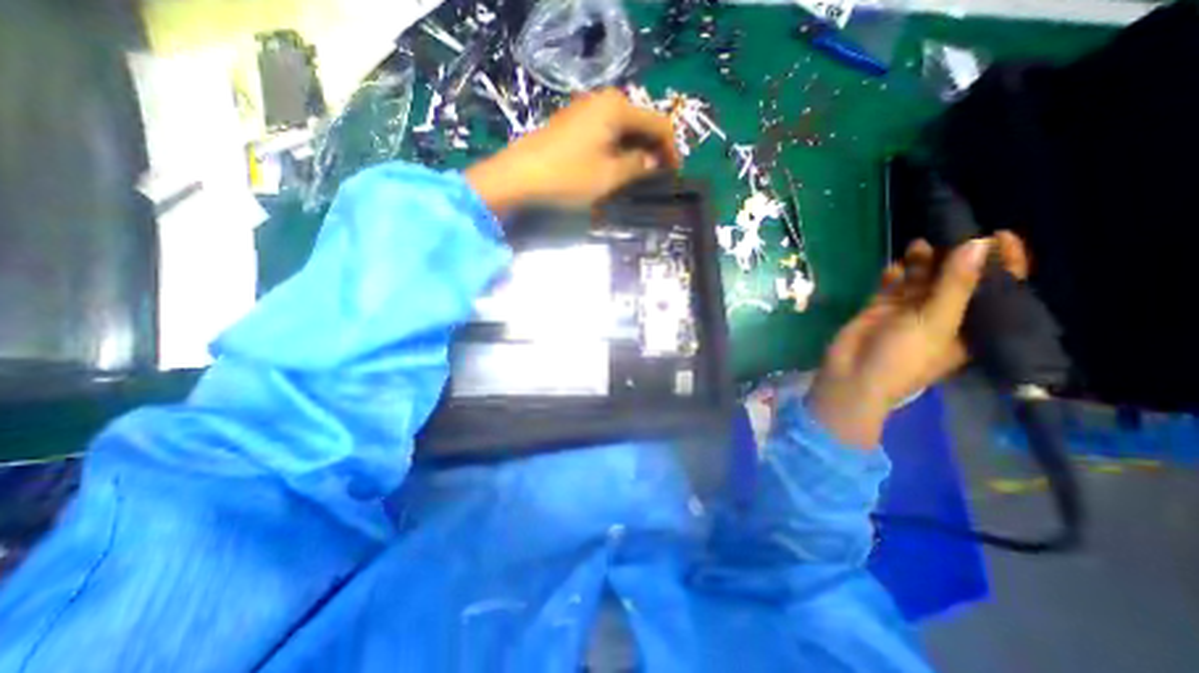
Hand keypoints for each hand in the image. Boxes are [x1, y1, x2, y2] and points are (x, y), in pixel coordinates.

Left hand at [467, 86, 677, 213]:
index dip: (671, 150)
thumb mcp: (609, 177)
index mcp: (618, 108)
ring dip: (635, 152)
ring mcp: (586, 109)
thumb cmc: (568, 177)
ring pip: (624, 129)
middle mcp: (604, 100)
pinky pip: (606, 133)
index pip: (659, 123)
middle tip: (657, 179)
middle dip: (653, 150)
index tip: (674, 175)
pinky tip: (617, 168)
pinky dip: (617, 150)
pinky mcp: (574, 122)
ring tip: (640, 178)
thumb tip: (653, 162)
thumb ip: (638, 166)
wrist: (519, 176)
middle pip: (642, 123)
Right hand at [809, 233, 1036, 448]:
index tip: (999, 234)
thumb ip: (956, 284)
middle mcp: (942, 316)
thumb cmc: (904, 357)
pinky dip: (894, 275)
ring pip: (921, 280)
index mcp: (969, 326)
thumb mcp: (937, 322)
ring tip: (919, 245)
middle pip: (956, 280)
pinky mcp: (880, 309)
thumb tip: (978, 242)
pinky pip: (891, 286)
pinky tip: (893, 267)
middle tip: (952, 232)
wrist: (852, 375)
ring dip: (923, 263)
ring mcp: (908, 312)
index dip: (1002, 264)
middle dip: (955, 258)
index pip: (996, 291)